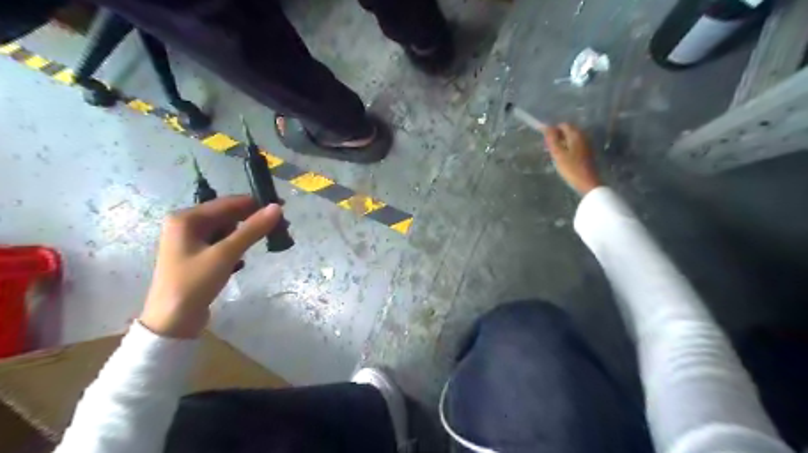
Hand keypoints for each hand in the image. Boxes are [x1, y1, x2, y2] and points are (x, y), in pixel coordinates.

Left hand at [137, 197, 279, 336]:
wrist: (172, 322)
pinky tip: (243, 260)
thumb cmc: (194, 283)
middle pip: (227, 215)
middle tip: (280, 227)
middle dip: (253, 221)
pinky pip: (222, 244)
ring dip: (246, 235)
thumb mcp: (226, 254)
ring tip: (266, 242)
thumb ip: (252, 230)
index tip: (282, 207)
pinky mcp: (196, 257)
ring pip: (226, 230)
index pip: (228, 203)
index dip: (256, 203)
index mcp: (186, 218)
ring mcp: (190, 242)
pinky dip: (236, 248)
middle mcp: (186, 225)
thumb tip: (276, 207)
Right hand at [541, 121, 599, 194]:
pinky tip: (564, 158)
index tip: (547, 142)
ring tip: (556, 154)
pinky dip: (568, 148)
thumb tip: (546, 127)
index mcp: (576, 134)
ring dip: (562, 143)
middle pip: (568, 130)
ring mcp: (586, 144)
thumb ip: (552, 139)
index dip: (553, 131)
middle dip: (558, 137)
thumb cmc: (571, 168)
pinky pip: (575, 145)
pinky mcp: (587, 151)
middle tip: (550, 149)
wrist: (587, 182)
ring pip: (571, 138)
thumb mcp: (558, 153)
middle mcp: (583, 136)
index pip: (563, 125)